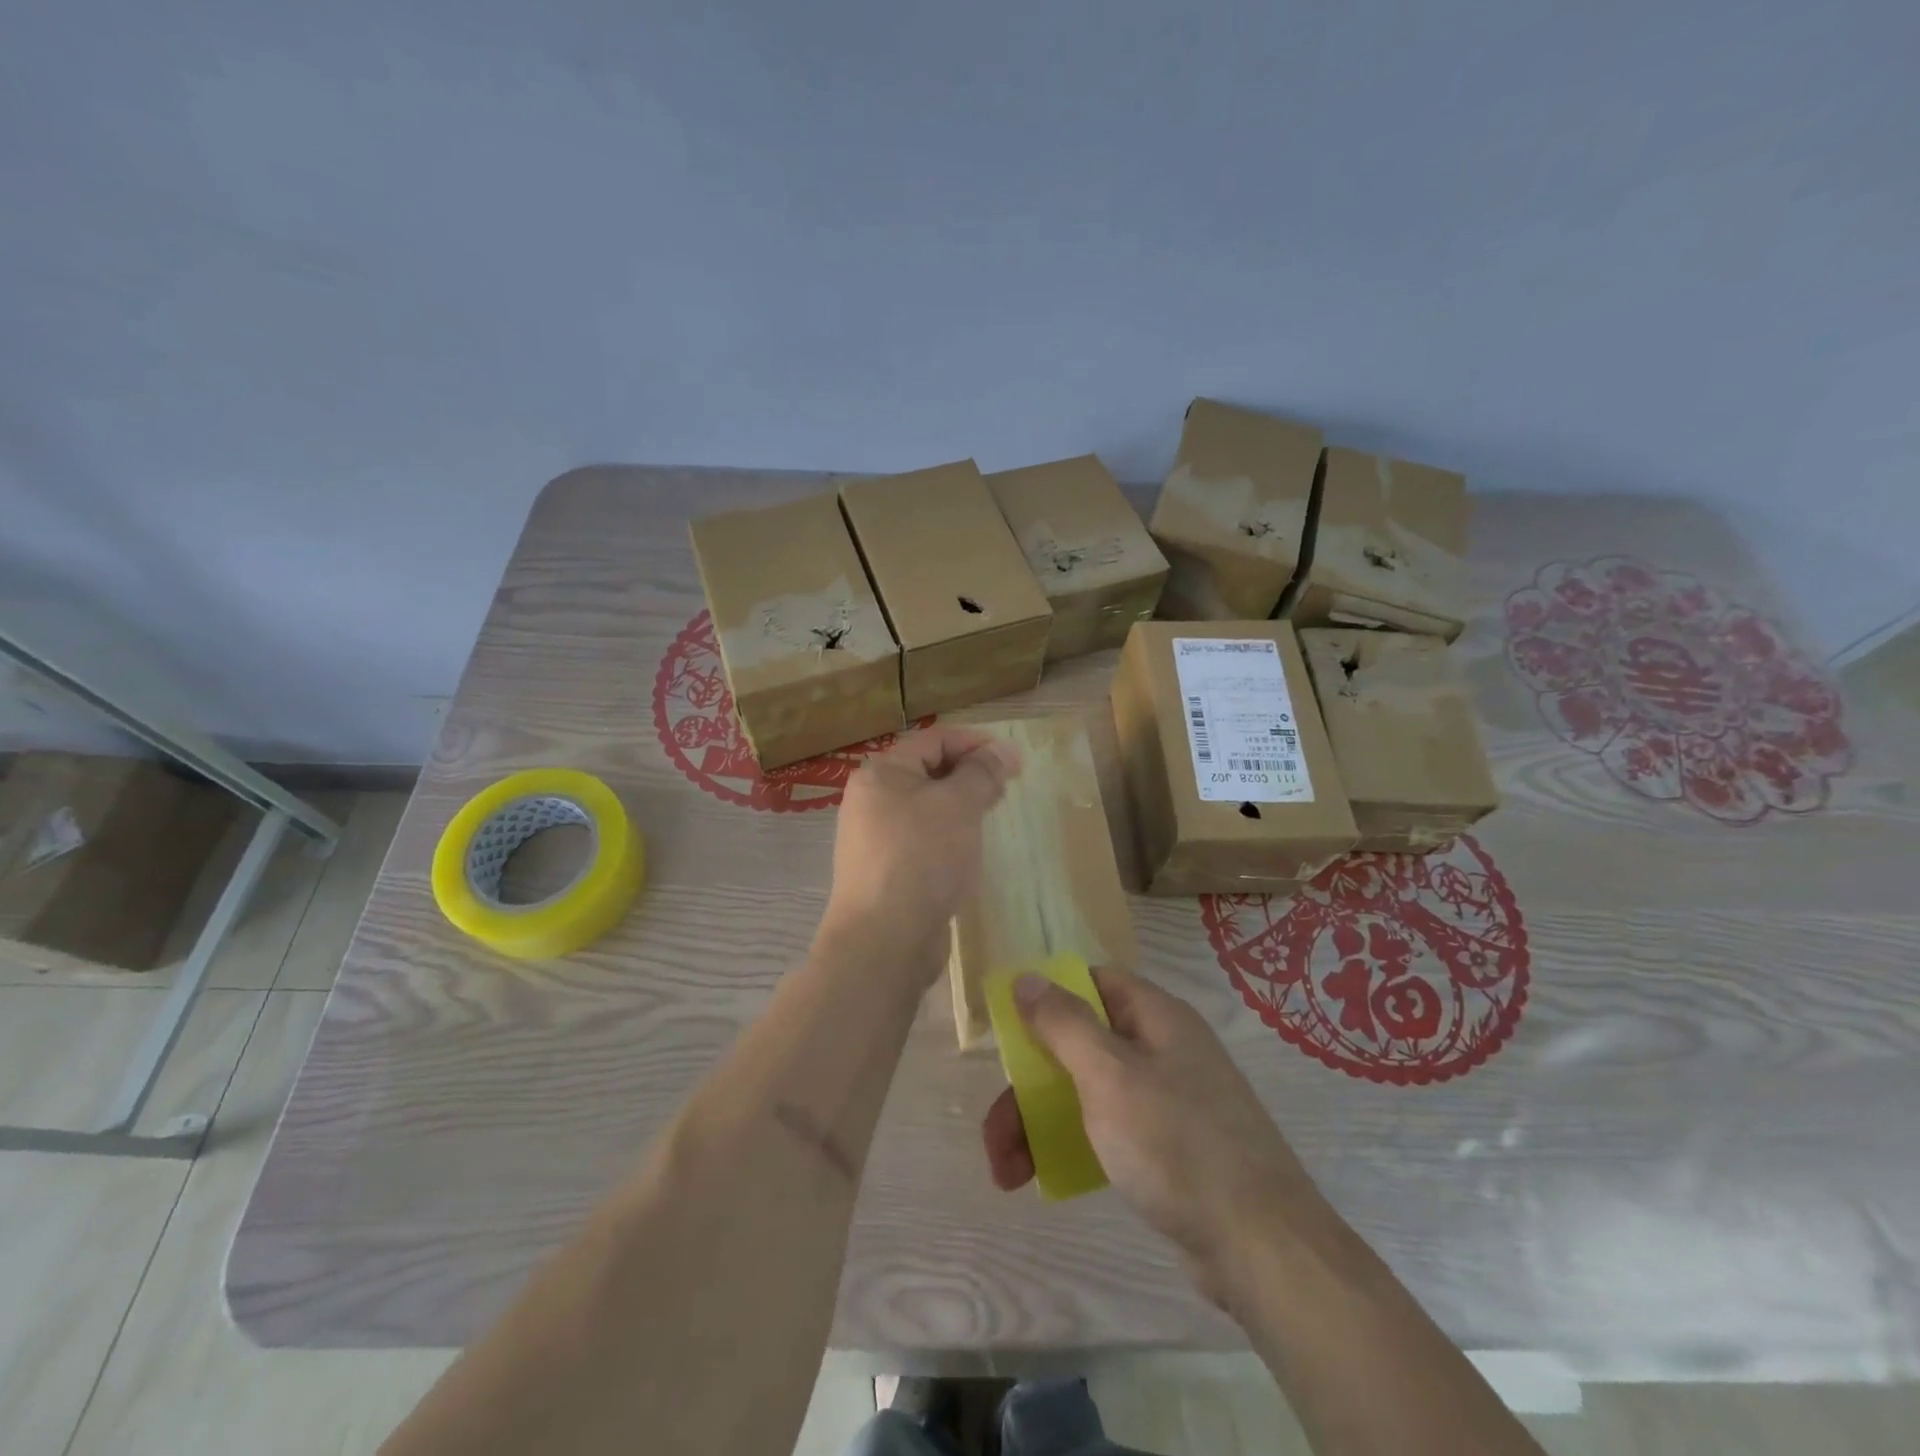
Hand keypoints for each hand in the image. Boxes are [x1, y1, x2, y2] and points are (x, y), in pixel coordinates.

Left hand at [824, 726, 1020, 967]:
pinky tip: (968, 853)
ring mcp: (875, 839)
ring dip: (961, 807)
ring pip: (926, 809)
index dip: (976, 743)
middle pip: (928, 772)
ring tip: (992, 818)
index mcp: (881, 774)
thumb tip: (1003, 750)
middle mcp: (871, 801)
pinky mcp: (886, 872)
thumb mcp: (958, 805)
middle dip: (970, 775)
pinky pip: (922, 840)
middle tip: (1007, 790)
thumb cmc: (922, 858)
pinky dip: (948, 838)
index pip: (934, 740)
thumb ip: (982, 773)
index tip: (1014, 761)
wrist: (885, 940)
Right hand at [982, 967, 1325, 1303]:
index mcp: (1156, 1016)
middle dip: (1029, 1085)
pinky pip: (1108, 1128)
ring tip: (1007, 1172)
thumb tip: (1027, 976)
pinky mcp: (1170, 1146)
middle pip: (1080, 1044)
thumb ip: (1064, 1023)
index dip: (1048, 997)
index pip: (1092, 982)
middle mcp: (1163, 1048)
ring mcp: (1168, 1098)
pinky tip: (1048, 1177)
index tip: (1010, 1030)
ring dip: (1040, 1122)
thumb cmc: (1177, 1144)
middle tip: (995, 1134)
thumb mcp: (1109, 1075)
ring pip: (1088, 1091)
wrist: (1262, 1248)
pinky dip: (1074, 1144)